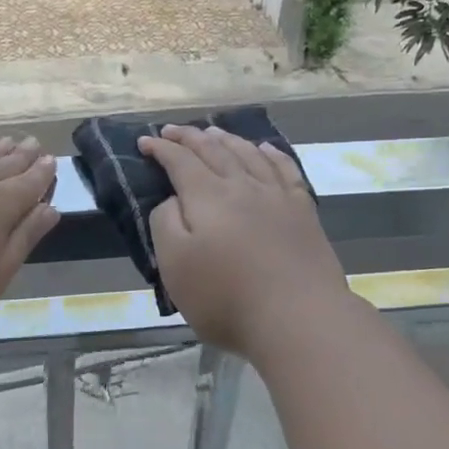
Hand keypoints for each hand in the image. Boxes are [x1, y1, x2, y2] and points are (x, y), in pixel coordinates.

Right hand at [140, 124, 348, 357]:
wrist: (299, 318)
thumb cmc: (227, 298)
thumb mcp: (175, 266)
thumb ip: (165, 224)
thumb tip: (173, 199)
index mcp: (207, 197)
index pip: (180, 162)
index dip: (161, 149)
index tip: (145, 143)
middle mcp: (242, 186)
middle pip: (214, 151)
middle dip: (190, 138)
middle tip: (172, 130)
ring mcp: (277, 197)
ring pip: (249, 155)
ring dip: (227, 140)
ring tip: (213, 132)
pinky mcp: (303, 212)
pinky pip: (285, 170)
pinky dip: (272, 155)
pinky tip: (266, 150)